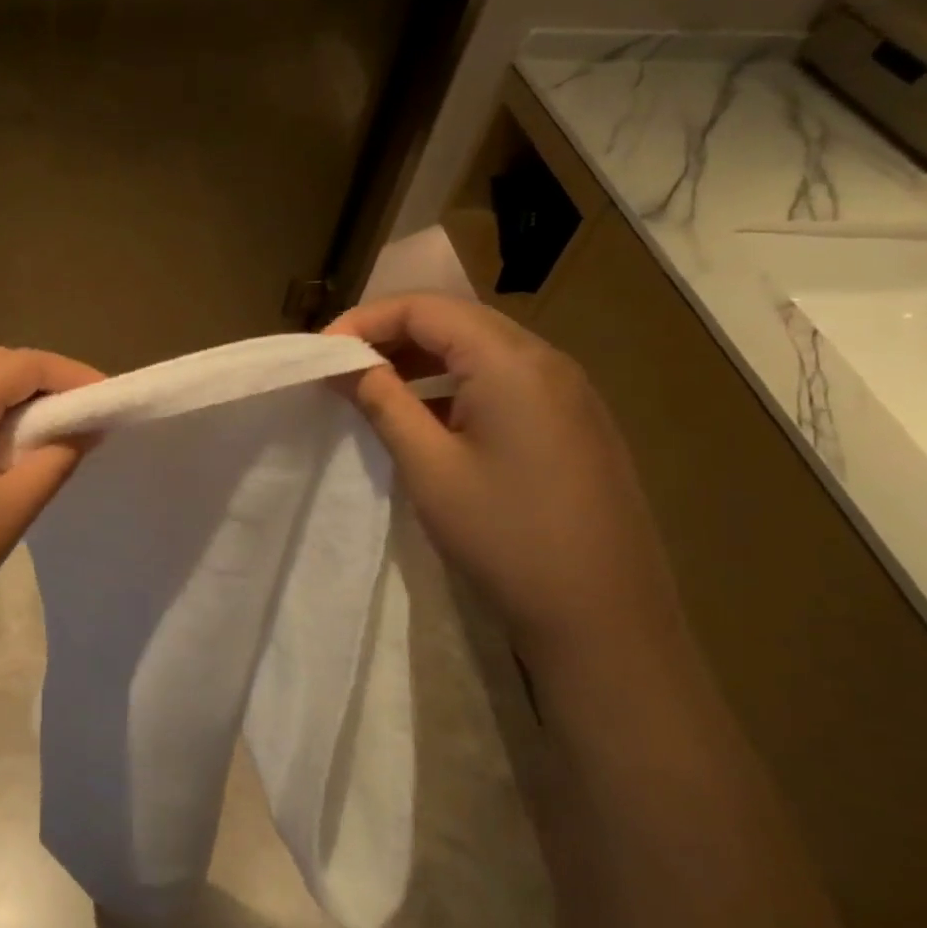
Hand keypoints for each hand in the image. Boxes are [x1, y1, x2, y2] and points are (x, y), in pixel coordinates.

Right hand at [325, 295, 681, 663]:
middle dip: (392, 335)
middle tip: (343, 367)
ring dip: (423, 359)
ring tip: (376, 387)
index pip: (426, 309)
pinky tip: (430, 416)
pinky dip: (456, 384)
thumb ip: (383, 401)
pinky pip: (506, 380)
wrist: (603, 618)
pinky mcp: (575, 423)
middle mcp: (547, 361)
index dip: (366, 321)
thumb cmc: (505, 536)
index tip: (323, 354)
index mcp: (512, 362)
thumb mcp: (428, 466)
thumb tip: (344, 363)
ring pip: (481, 350)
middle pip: (456, 321)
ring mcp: (569, 392)